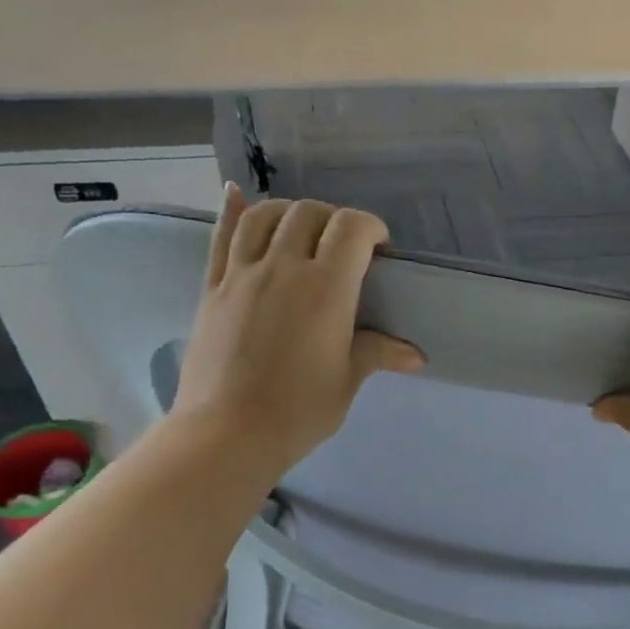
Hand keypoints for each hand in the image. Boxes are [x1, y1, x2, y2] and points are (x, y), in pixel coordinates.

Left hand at [172, 185, 423, 476]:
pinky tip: (237, 195)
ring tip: (301, 228)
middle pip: (309, 213)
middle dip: (333, 219)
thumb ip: (377, 353)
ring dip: (289, 212)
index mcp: (325, 289)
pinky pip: (221, 236)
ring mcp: (241, 274)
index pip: (351, 229)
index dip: (370, 227)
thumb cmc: (298, 410)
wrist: (227, 433)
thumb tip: (416, 356)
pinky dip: (233, 211)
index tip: (379, 247)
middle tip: (344, 246)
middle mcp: (283, 268)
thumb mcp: (346, 380)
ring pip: (264, 216)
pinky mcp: (212, 287)